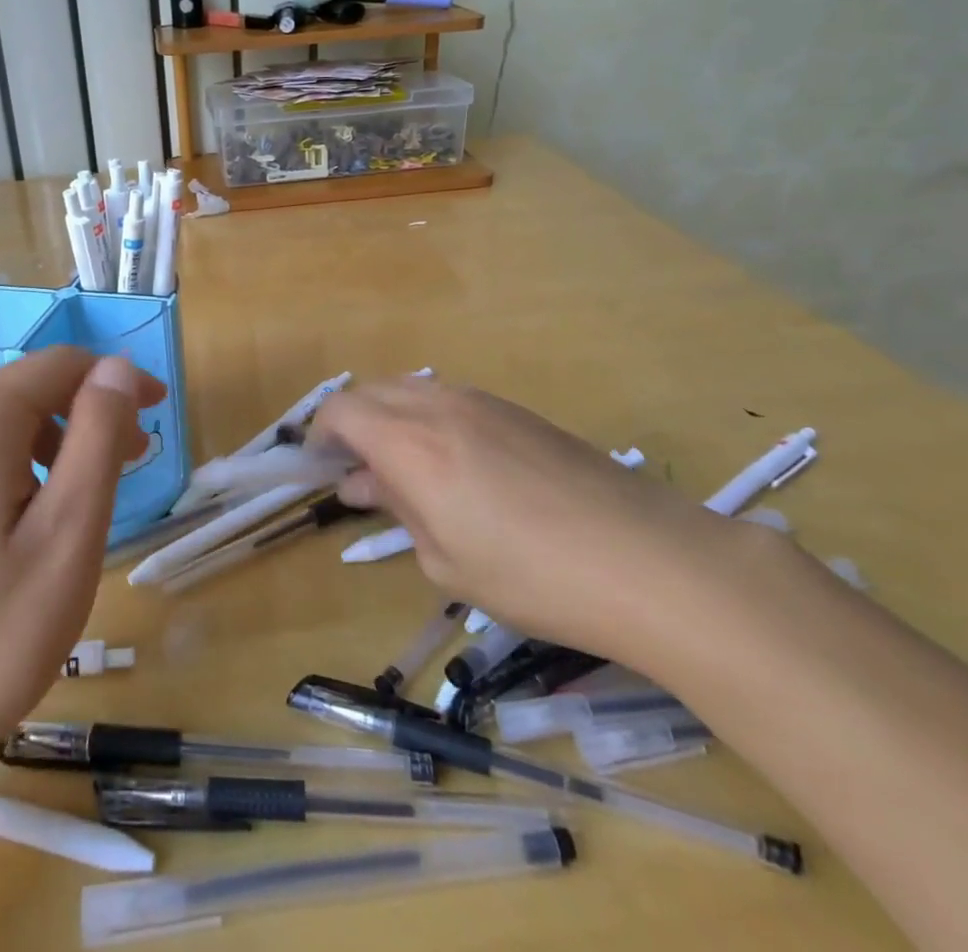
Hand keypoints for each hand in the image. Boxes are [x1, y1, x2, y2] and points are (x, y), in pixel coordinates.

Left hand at [0, 348, 163, 767]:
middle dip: (89, 415)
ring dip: (58, 445)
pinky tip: (32, 530)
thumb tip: (117, 368)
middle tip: (134, 466)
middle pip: (30, 392)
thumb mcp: (67, 531)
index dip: (116, 379)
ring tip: (88, 504)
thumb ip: (97, 436)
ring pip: (4, 428)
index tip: (157, 414)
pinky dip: (23, 471)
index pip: (60, 365)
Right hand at [316, 377, 745, 665]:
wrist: (647, 559)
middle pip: (373, 392)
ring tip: (405, 470)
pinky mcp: (517, 410)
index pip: (342, 411)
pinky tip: (456, 465)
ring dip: (392, 418)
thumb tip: (364, 483)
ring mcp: (482, 401)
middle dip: (352, 424)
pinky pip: (451, 399)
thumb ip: (397, 508)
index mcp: (410, 443)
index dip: (320, 435)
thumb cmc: (533, 576)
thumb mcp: (446, 560)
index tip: (320, 469)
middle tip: (358, 473)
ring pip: (412, 390)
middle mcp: (439, 406)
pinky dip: (429, 419)